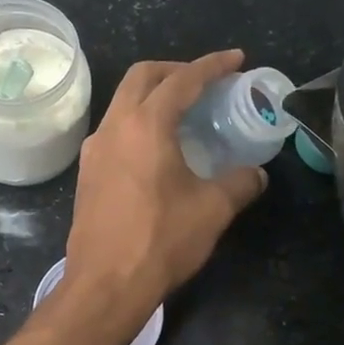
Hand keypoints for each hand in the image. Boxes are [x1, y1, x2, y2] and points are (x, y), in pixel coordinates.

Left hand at [60, 50, 267, 316]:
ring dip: (152, 96)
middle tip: (206, 82)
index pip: (182, 79)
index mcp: (145, 125)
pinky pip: (114, 130)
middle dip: (176, 69)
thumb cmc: (160, 240)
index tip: (236, 60)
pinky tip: (157, 149)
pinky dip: (138, 122)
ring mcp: (94, 150)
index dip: (212, 65)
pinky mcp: (87, 173)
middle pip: (142, 77)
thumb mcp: (212, 210)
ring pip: (122, 102)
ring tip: (184, 113)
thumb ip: (239, 183)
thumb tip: (256, 175)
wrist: (105, 285)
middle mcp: (114, 127)